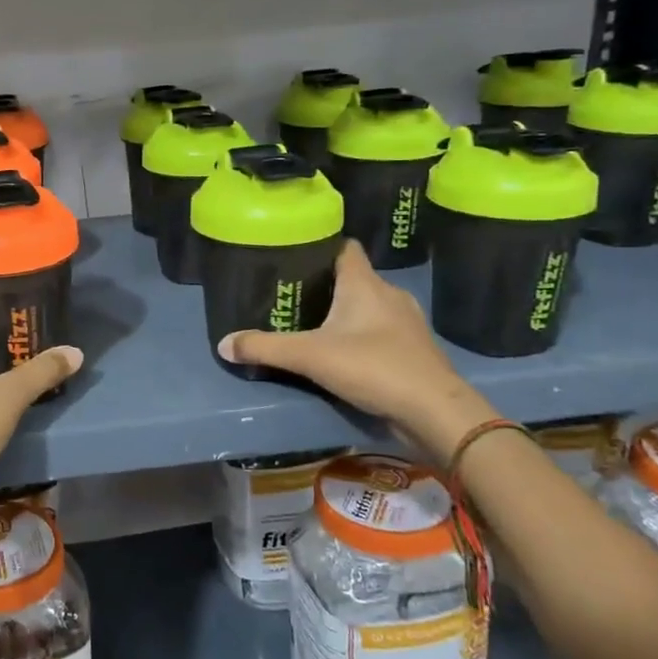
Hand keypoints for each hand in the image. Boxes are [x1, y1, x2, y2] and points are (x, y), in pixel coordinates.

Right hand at [216, 239, 491, 458]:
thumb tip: (223, 344)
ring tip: (313, 324)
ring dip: (345, 313)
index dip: (320, 246)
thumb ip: (265, 348)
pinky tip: (343, 352)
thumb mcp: (309, 356)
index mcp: (365, 284)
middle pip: (353, 278)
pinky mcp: (413, 350)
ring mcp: (406, 323)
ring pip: (369, 306)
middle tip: (292, 295)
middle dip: (326, 285)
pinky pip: (381, 332)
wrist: (435, 412)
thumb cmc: (373, 367)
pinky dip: (362, 336)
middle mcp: (388, 294)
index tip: (294, 254)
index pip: (344, 247)